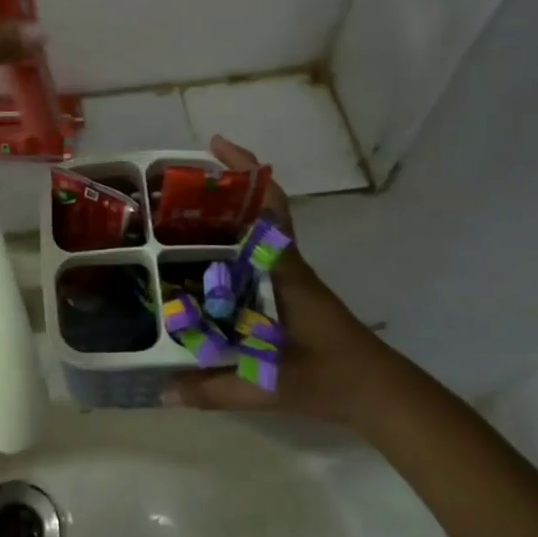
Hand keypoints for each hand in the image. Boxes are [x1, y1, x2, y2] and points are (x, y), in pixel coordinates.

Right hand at [164, 136, 384, 422]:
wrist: (376, 391)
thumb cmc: (325, 376)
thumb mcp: (265, 384)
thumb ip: (213, 389)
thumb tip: (161, 390)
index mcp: (282, 270)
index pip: (269, 206)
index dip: (246, 170)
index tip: (216, 145)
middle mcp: (285, 263)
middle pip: (256, 208)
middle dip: (221, 188)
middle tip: (175, 185)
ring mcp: (289, 276)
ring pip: (255, 230)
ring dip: (224, 215)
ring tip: (178, 215)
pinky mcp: (289, 291)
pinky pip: (256, 254)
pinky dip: (231, 246)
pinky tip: (203, 262)